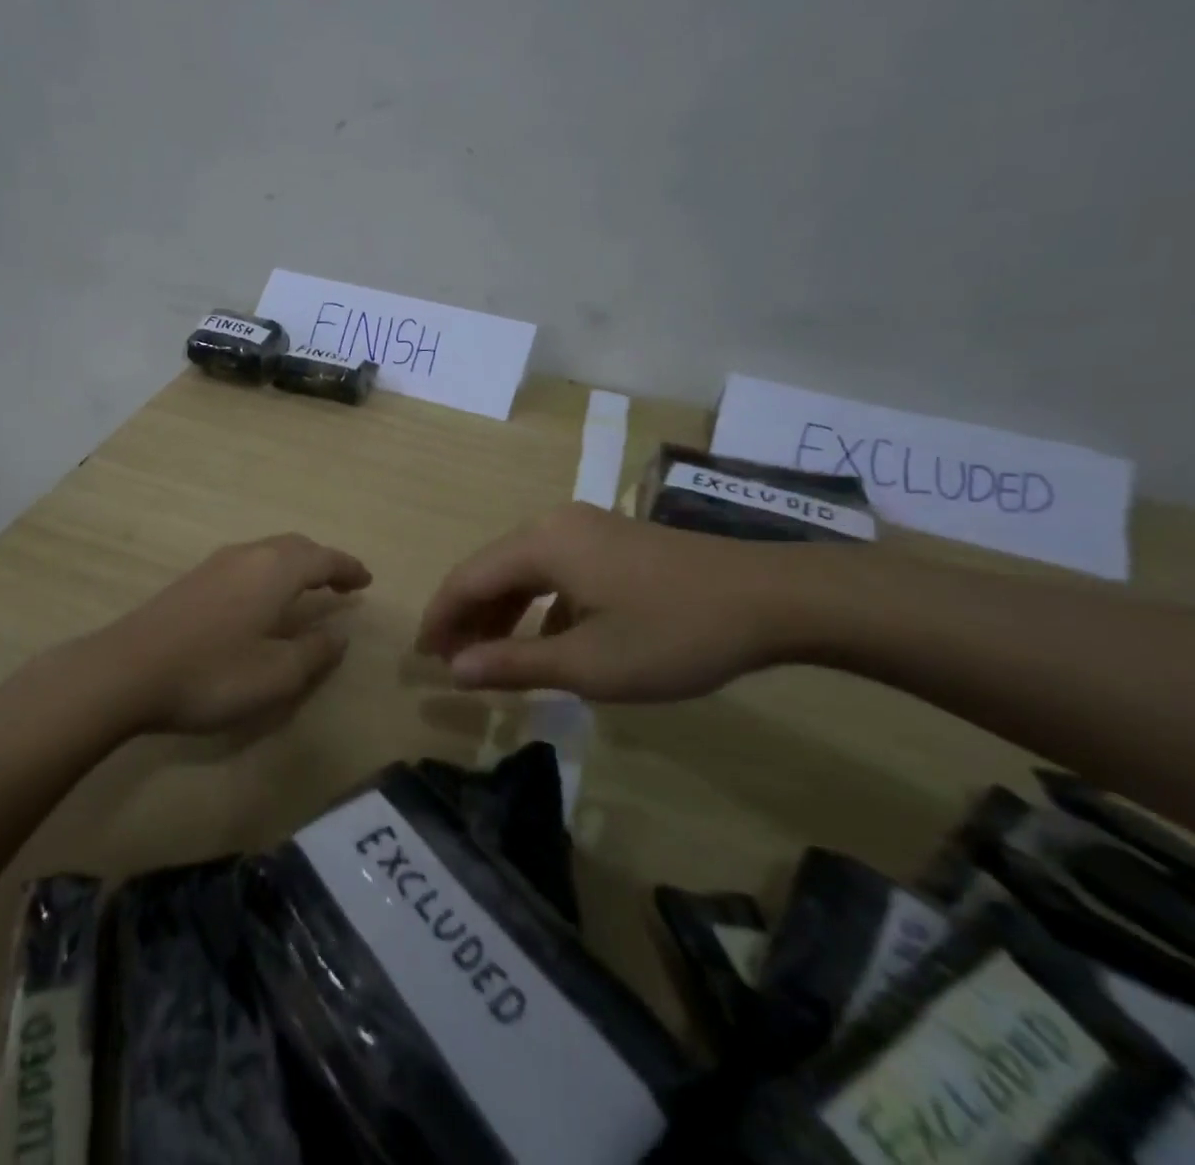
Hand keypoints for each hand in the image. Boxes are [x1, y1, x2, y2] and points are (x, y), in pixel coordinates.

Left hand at [85, 534, 372, 733]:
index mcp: (275, 571)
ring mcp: (216, 563)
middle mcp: (248, 555)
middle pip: (296, 546)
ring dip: (295, 564)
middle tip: (341, 583)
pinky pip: (247, 562)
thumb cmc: (211, 674)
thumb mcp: (275, 676)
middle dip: (323, 561)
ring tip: (307, 589)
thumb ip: (314, 653)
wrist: (125, 671)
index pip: (324, 559)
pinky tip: (262, 598)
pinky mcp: (193, 578)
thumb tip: (339, 634)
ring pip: (268, 551)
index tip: (367, 581)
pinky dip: (270, 571)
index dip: (349, 569)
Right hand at [414, 502, 806, 700]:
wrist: (772, 599)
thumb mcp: (589, 663)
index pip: (467, 579)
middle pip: (492, 569)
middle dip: (468, 616)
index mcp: (541, 544)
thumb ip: (514, 664)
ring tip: (489, 655)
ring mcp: (587, 529)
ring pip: (524, 570)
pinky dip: (539, 605)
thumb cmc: (673, 633)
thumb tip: (455, 669)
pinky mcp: (612, 542)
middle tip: (451, 662)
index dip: (440, 618)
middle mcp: (554, 525)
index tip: (422, 657)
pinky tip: (547, 641)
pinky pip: (555, 570)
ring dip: (502, 611)